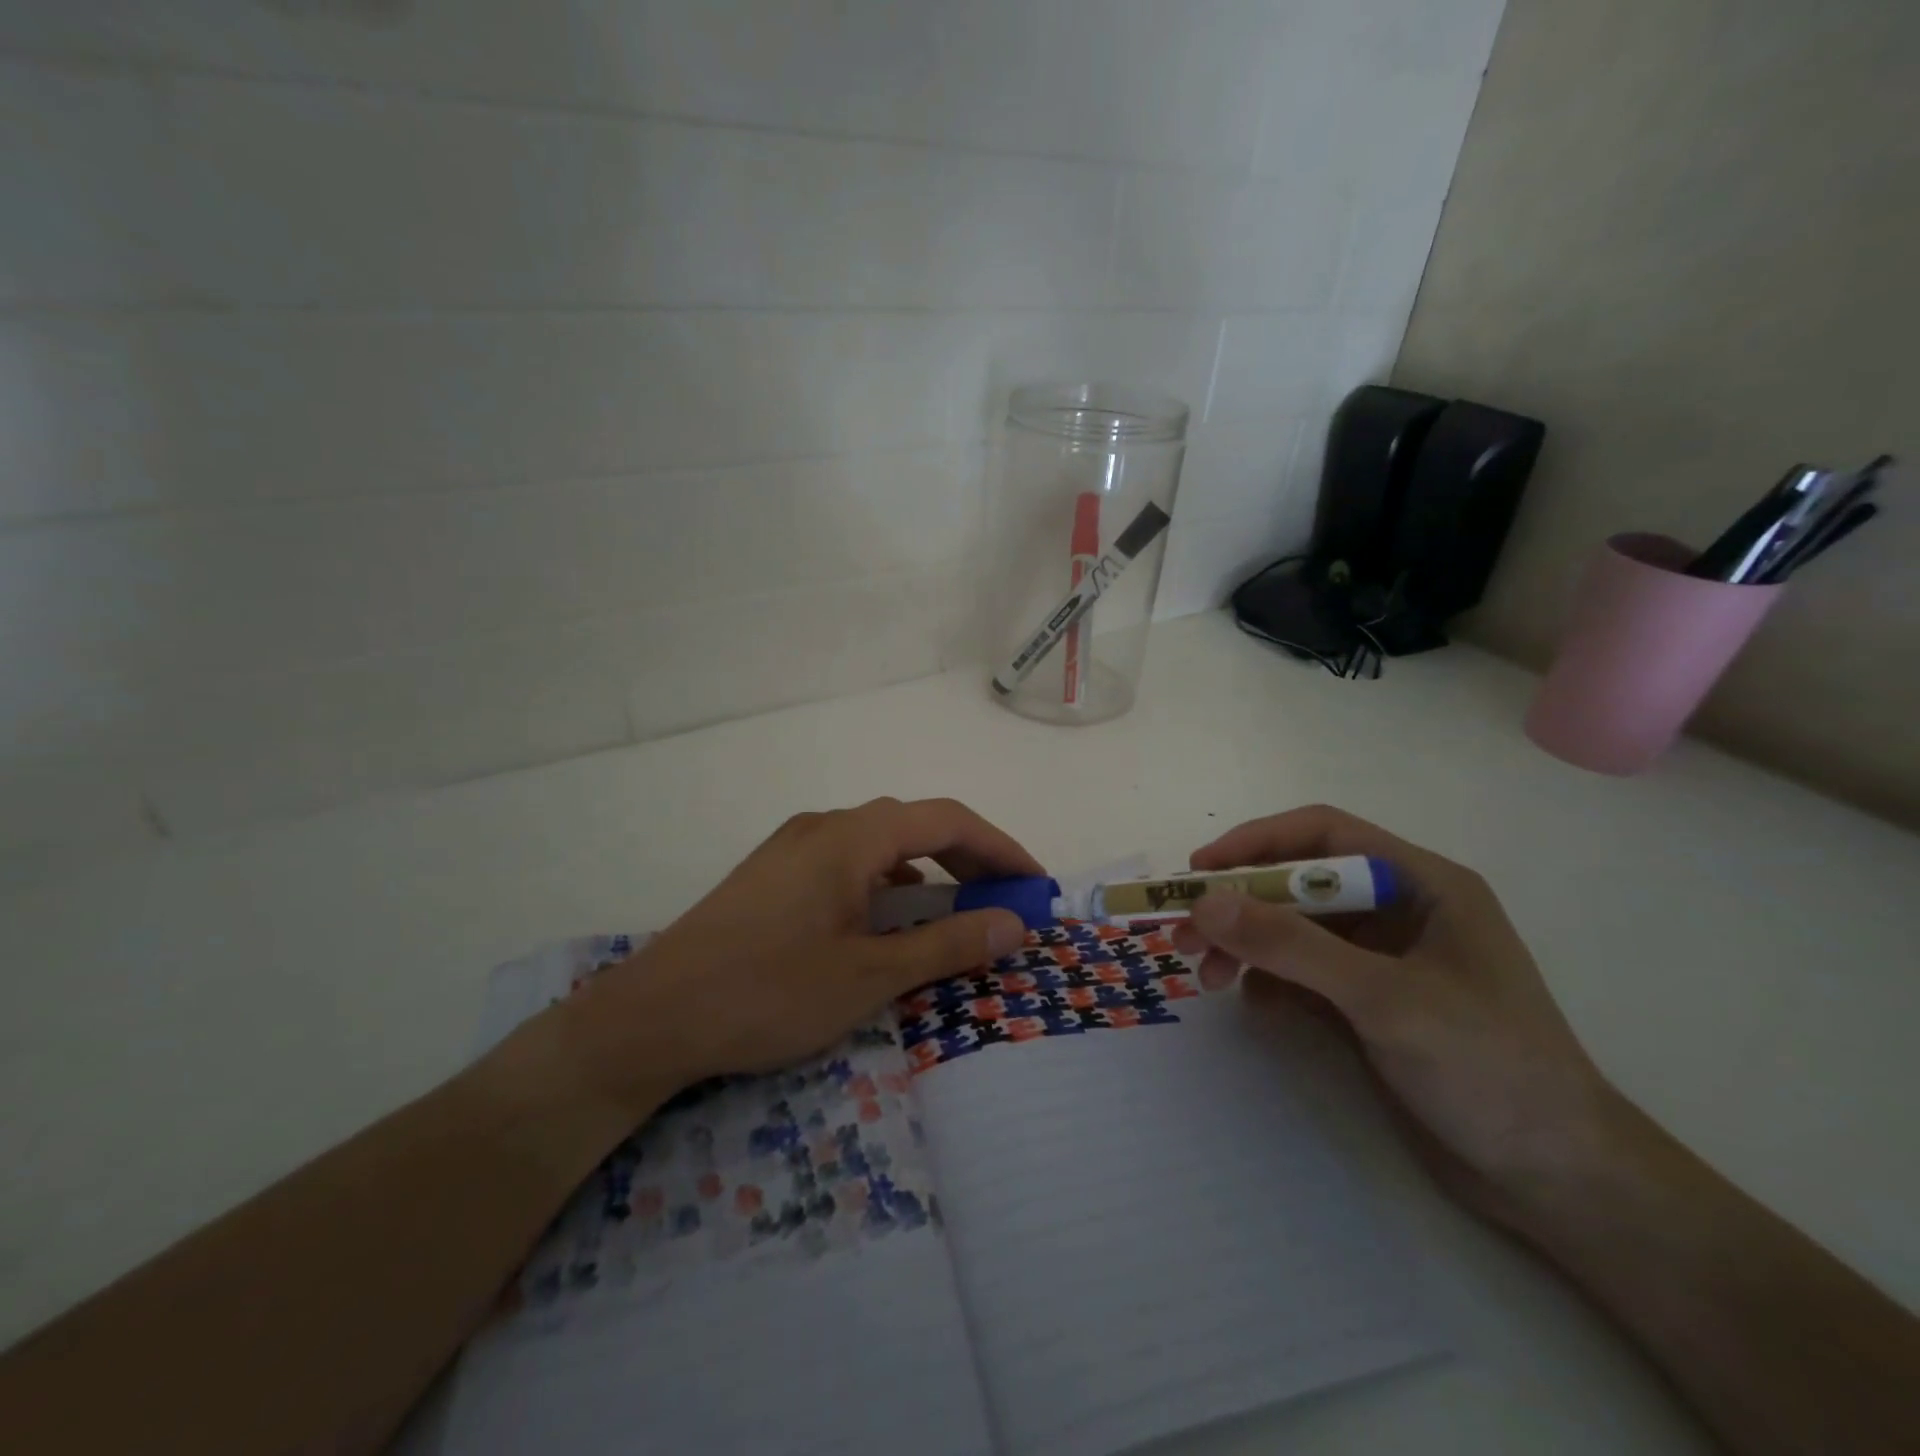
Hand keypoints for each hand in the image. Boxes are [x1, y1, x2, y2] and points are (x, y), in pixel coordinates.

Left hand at [554, 797, 1039, 1117]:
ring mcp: (793, 847)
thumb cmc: (768, 993)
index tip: (1035, 883)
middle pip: (914, 824)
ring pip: (879, 843)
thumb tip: (1014, 925)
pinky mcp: (773, 873)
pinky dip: (887, 881)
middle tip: (1007, 897)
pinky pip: (849, 861)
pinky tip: (891, 918)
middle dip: (968, 856)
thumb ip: (947, 945)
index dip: (1000, 846)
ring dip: (927, 867)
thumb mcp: (870, 975)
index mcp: (851, 837)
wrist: (652, 1017)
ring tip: (958, 906)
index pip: (946, 820)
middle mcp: (823, 826)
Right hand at [1173, 804, 1618, 1224]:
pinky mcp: (1369, 1003)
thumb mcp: (1384, 999)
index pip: (1323, 835)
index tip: (1198, 872)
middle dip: (1239, 905)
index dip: (1255, 844)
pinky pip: (1302, 973)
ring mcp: (1383, 959)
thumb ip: (1293, 946)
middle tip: (1182, 934)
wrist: (1558, 1182)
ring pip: (1294, 930)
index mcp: (1422, 883)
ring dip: (1246, 946)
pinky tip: (1253, 1005)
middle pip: (1299, 884)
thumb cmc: (1489, 1069)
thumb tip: (1205, 902)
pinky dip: (1269, 981)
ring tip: (1206, 978)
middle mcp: (1400, 909)